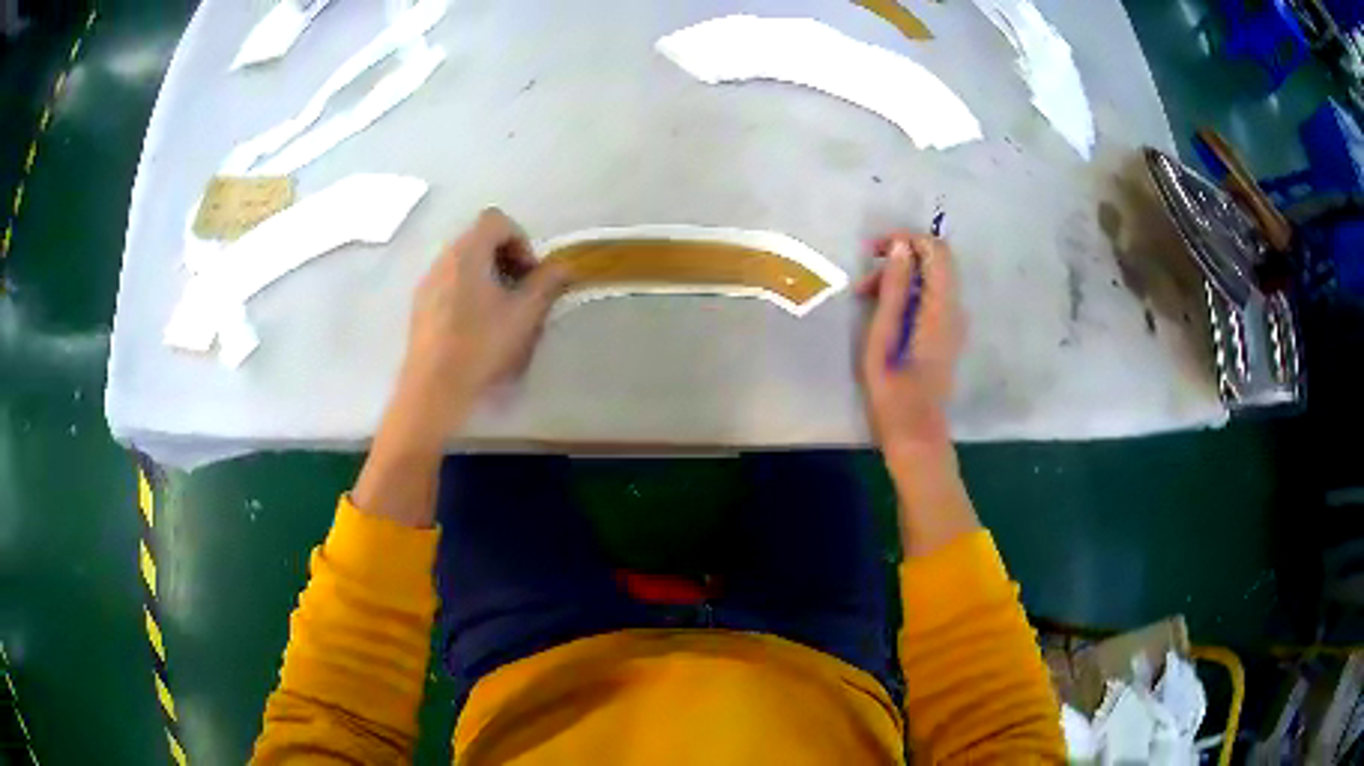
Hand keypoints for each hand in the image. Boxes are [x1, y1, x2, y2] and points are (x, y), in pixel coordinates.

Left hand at [352, 209, 565, 526]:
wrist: (432, 389)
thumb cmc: (481, 346)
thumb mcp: (525, 315)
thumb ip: (547, 284)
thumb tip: (564, 266)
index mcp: (467, 252)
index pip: (497, 220)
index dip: (520, 239)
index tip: (529, 274)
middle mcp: (443, 259)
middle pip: (479, 239)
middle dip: (506, 259)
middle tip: (521, 293)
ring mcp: (427, 282)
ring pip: (464, 263)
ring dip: (488, 277)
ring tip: (501, 313)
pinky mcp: (420, 306)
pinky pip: (449, 283)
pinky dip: (468, 292)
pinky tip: (476, 329)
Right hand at [857, 232, 964, 457]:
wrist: (915, 432)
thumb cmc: (892, 389)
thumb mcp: (883, 335)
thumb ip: (894, 289)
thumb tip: (900, 248)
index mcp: (941, 307)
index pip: (936, 250)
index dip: (906, 239)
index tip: (873, 251)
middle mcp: (954, 309)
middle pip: (935, 261)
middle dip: (900, 257)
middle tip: (864, 280)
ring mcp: (953, 322)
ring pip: (931, 279)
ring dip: (900, 277)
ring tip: (866, 298)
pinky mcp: (947, 334)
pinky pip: (931, 297)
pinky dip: (907, 293)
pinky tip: (883, 312)